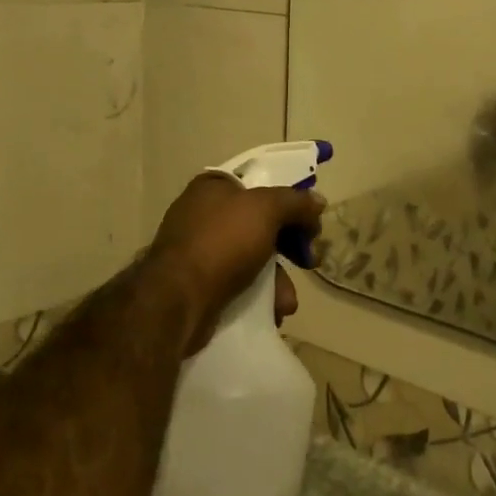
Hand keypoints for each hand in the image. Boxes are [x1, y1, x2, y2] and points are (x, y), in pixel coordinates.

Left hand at [147, 173, 323, 353]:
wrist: (177, 300)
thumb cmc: (222, 241)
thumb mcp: (266, 209)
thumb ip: (296, 202)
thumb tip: (318, 201)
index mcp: (214, 186)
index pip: (261, 182)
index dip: (289, 198)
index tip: (310, 218)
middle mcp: (204, 213)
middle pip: (261, 222)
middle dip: (289, 245)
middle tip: (309, 260)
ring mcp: (199, 250)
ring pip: (253, 257)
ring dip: (277, 279)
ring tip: (286, 301)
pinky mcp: (199, 284)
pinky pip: (238, 284)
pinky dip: (258, 296)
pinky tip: (271, 312)